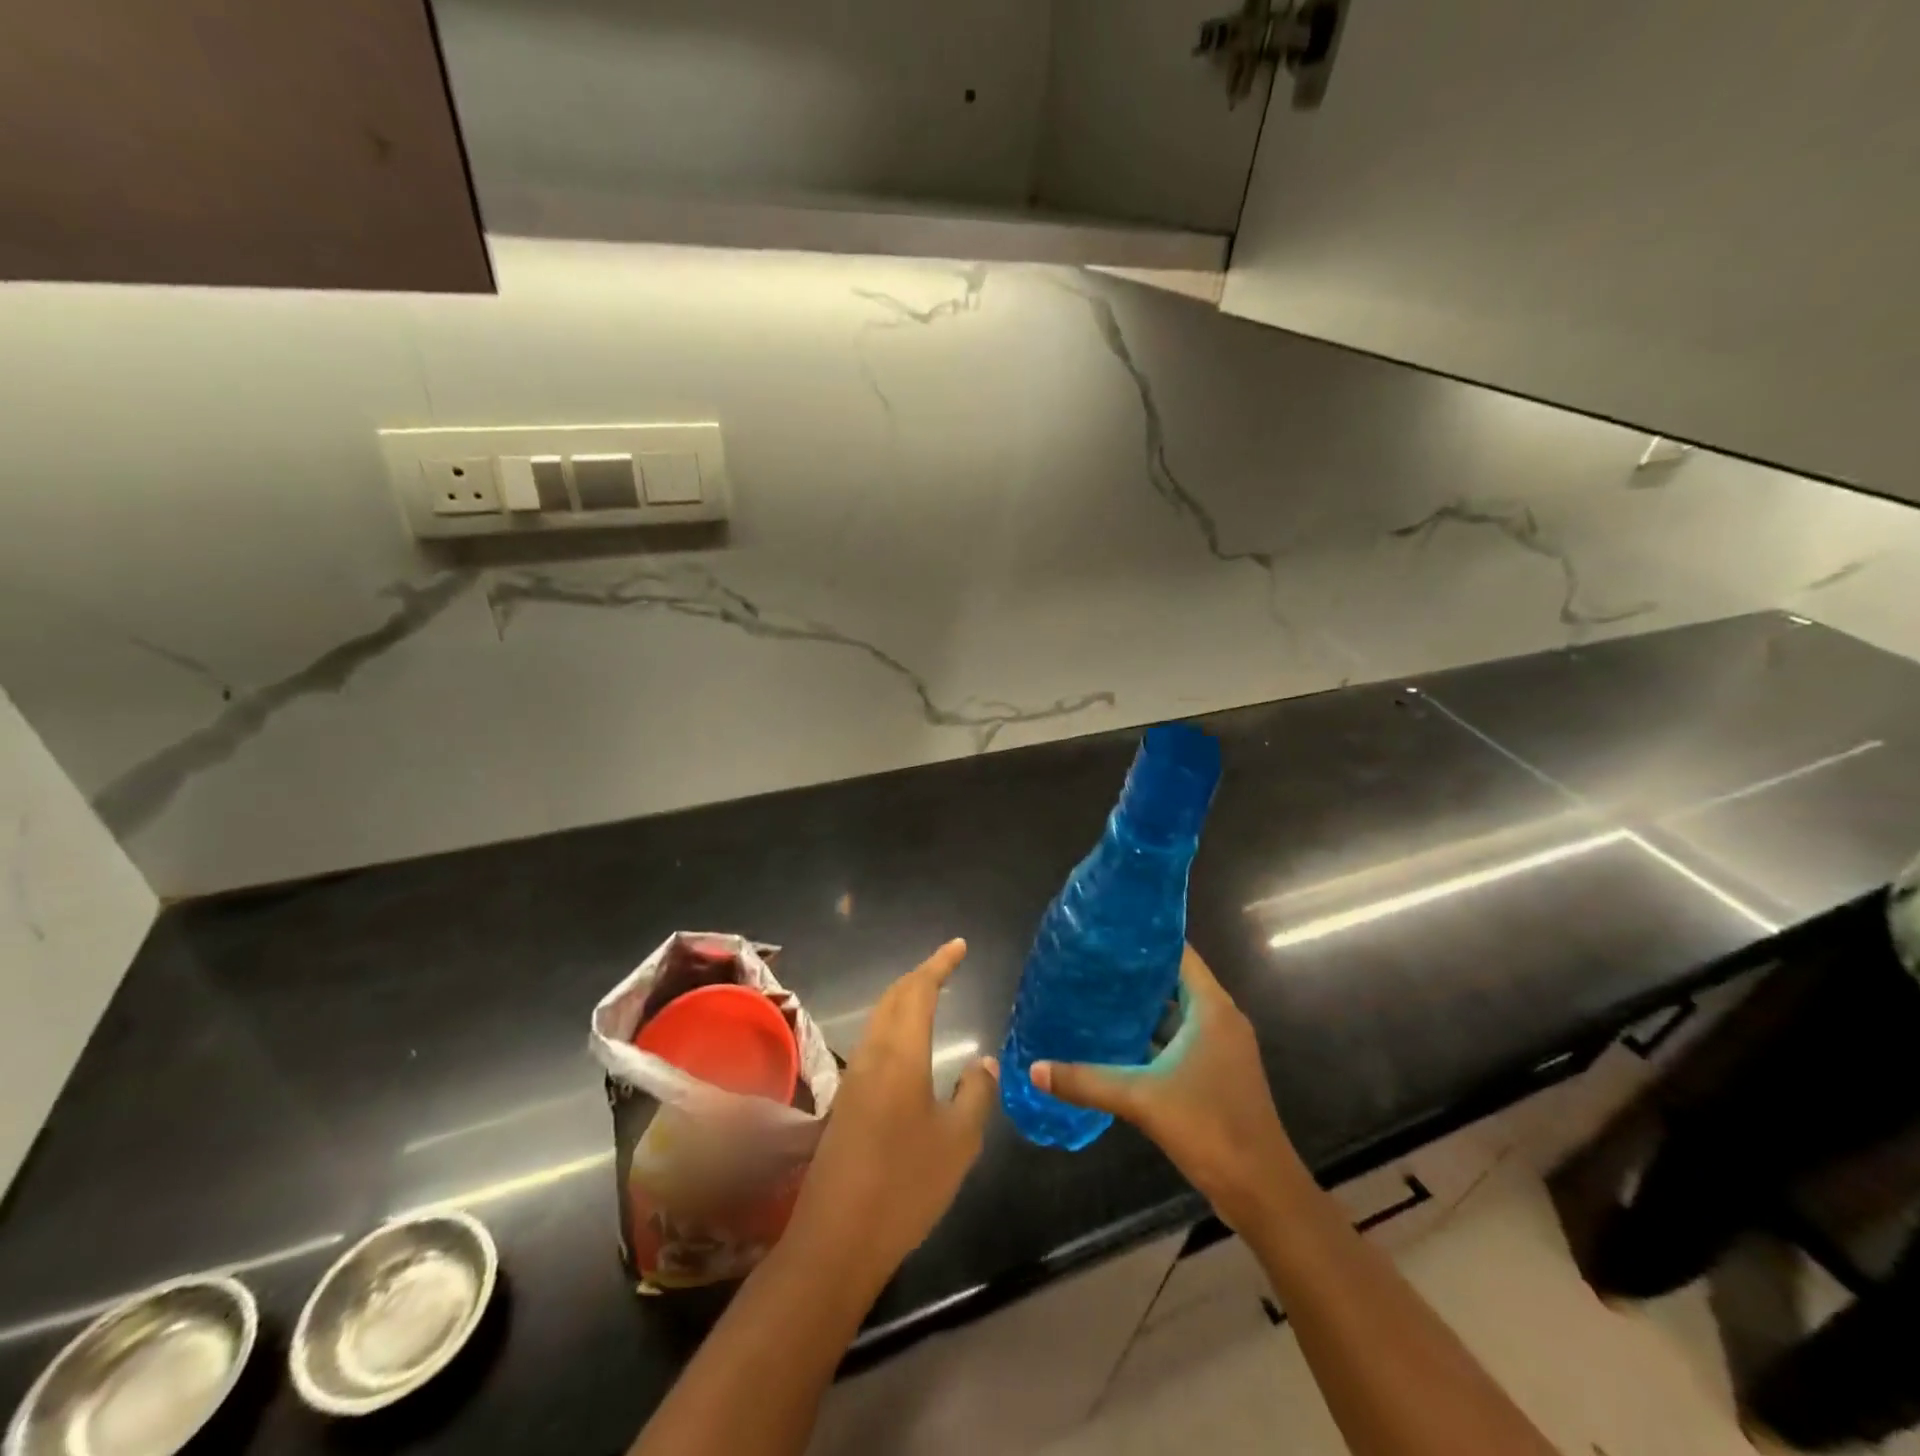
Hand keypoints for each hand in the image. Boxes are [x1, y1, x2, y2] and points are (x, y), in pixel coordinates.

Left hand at [786, 939, 998, 1287]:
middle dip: (921, 975)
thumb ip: (975, 1094)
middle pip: (894, 997)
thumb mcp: (959, 1142)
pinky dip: (895, 1025)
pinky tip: (909, 1047)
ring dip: (905, 999)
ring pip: (880, 1018)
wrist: (837, 1238)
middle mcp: (872, 1054)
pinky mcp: (846, 1101)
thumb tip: (984, 1062)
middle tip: (948, 966)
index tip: (960, 946)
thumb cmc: (906, 1185)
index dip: (940, 964)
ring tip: (932, 996)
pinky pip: (874, 1042)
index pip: (919, 990)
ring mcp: (853, 1077)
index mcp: (900, 1054)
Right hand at [1033, 945, 1298, 1232]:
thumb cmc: (1210, 1128)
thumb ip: (1087, 1081)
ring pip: (1175, 1013)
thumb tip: (1035, 1069)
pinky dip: (1151, 1037)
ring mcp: (1219, 1048)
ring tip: (1095, 996)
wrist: (1261, 1191)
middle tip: (1089, 964)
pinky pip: (1179, 1040)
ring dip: (1141, 1008)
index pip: (1179, 954)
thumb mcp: (1142, 1099)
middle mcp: (1219, 1020)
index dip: (1145, 940)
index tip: (1107, 934)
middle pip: (1174, 982)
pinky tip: (1115, 1042)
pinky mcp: (1215, 1073)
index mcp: (1212, 1009)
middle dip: (1134, 974)